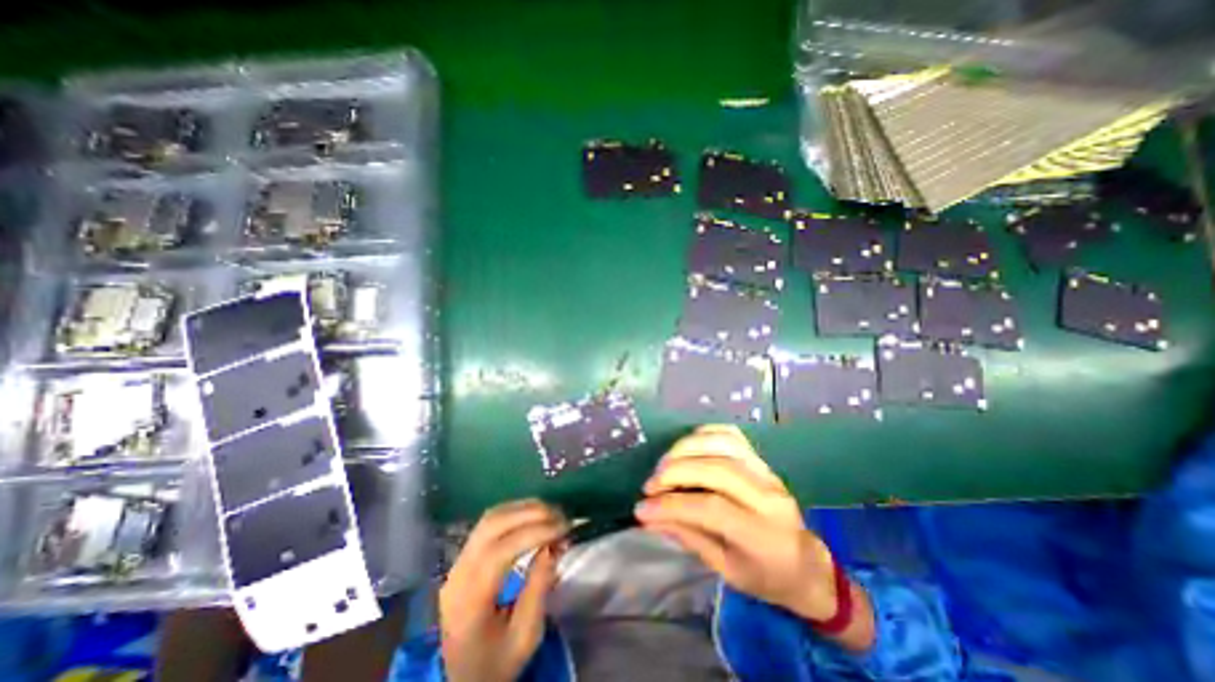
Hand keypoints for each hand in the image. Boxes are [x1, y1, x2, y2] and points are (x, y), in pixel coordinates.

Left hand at [439, 498, 566, 678]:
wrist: (456, 679)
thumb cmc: (493, 663)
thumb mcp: (524, 638)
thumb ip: (538, 589)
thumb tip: (553, 546)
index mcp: (470, 601)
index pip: (501, 551)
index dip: (535, 533)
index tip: (564, 528)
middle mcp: (459, 573)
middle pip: (493, 524)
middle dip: (531, 513)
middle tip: (560, 516)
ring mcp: (458, 561)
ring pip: (490, 517)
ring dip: (523, 508)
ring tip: (550, 513)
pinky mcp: (464, 556)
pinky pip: (489, 522)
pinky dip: (514, 512)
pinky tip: (532, 517)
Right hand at [638, 426, 864, 638]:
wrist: (806, 564)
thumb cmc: (766, 576)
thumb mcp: (726, 569)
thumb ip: (689, 537)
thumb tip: (649, 516)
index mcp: (762, 533)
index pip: (711, 509)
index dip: (672, 505)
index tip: (642, 508)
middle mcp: (767, 496)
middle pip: (716, 469)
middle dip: (675, 472)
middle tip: (651, 485)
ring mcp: (766, 472)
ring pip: (722, 445)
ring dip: (686, 449)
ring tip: (664, 464)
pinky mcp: (761, 459)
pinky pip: (731, 435)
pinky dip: (704, 434)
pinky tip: (687, 447)